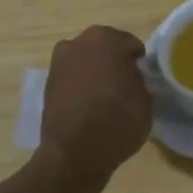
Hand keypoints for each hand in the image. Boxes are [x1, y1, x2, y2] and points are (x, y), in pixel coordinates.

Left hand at [41, 26, 152, 179]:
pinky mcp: (46, 86)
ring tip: (106, 96)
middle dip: (113, 61)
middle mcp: (79, 43)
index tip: (142, 78)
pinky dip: (80, 87)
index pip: (130, 44)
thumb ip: (140, 81)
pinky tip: (89, 106)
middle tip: (125, 84)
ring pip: (85, 62)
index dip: (138, 61)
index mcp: (106, 39)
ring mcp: (59, 63)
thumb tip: (132, 79)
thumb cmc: (118, 119)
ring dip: (94, 73)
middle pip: (103, 48)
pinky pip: (72, 79)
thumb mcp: (146, 99)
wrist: (74, 153)